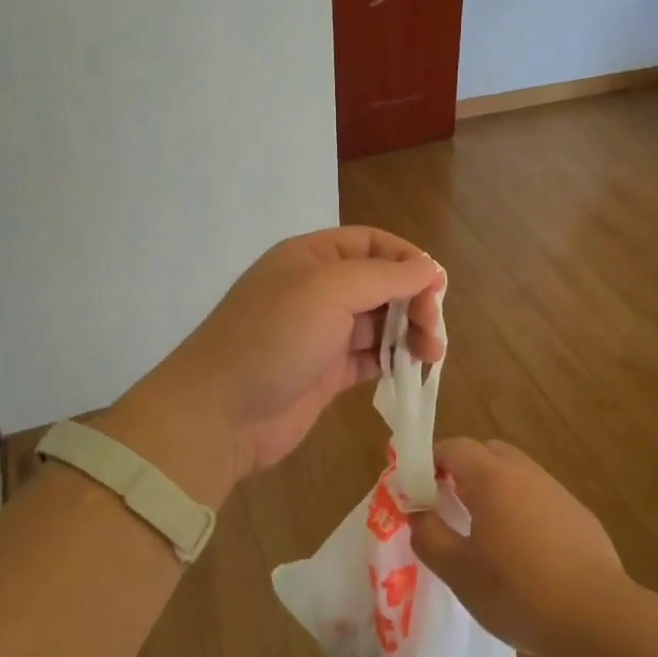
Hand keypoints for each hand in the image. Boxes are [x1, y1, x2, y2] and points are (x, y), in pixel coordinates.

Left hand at [118, 227, 443, 496]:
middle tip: (433, 331)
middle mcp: (318, 289)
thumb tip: (431, 269)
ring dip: (410, 332)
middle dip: (414, 300)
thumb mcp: (328, 290)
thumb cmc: (274, 337)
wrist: (220, 412)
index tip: (437, 287)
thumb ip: (384, 275)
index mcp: (312, 256)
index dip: (408, 259)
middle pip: (382, 282)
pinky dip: (394, 360)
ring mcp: (322, 333)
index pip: (372, 243)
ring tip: (431, 355)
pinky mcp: (327, 372)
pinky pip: (371, 357)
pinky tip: (413, 369)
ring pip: (380, 322)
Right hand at [411, 439, 625, 656]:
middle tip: (447, 505)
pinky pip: (540, 497)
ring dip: (493, 489)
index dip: (429, 462)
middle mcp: (525, 473)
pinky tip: (524, 550)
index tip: (418, 490)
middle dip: (461, 470)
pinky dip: (522, 508)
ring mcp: (557, 491)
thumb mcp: (459, 572)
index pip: (453, 447)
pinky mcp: (579, 515)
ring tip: (483, 530)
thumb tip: (417, 513)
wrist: (599, 619)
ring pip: (515, 473)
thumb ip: (429, 536)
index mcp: (491, 478)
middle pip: (486, 452)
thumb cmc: (518, 592)